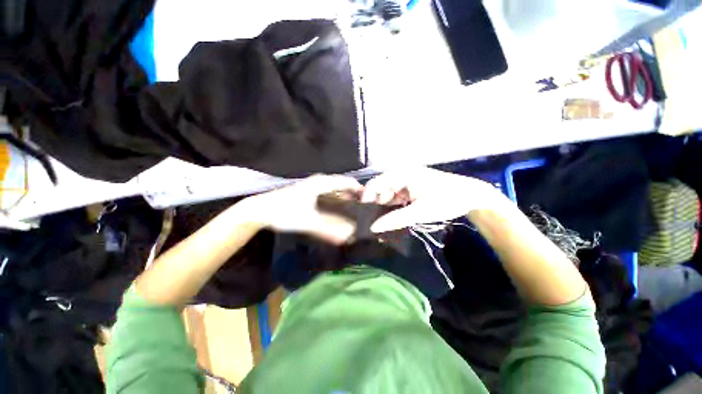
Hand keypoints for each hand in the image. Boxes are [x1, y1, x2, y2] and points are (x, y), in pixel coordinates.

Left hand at [244, 175, 362, 243]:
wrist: (261, 211)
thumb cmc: (284, 212)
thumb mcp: (308, 222)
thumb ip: (329, 230)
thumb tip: (349, 237)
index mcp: (322, 183)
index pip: (348, 183)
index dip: (360, 191)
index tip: (370, 202)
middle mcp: (320, 182)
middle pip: (343, 187)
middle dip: (354, 197)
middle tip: (363, 211)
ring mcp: (314, 187)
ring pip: (336, 191)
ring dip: (345, 200)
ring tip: (354, 213)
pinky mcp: (309, 193)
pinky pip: (329, 195)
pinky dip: (336, 202)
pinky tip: (339, 213)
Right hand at [361, 167, 506, 232]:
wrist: (470, 196)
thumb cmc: (445, 200)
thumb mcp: (420, 212)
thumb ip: (395, 219)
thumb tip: (373, 227)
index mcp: (401, 174)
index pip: (376, 183)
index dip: (366, 198)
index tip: (363, 214)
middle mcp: (400, 175)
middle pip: (380, 190)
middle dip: (375, 205)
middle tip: (370, 222)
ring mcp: (406, 182)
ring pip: (388, 195)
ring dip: (384, 208)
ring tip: (378, 223)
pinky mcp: (410, 189)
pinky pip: (396, 198)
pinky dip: (393, 208)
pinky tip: (390, 219)